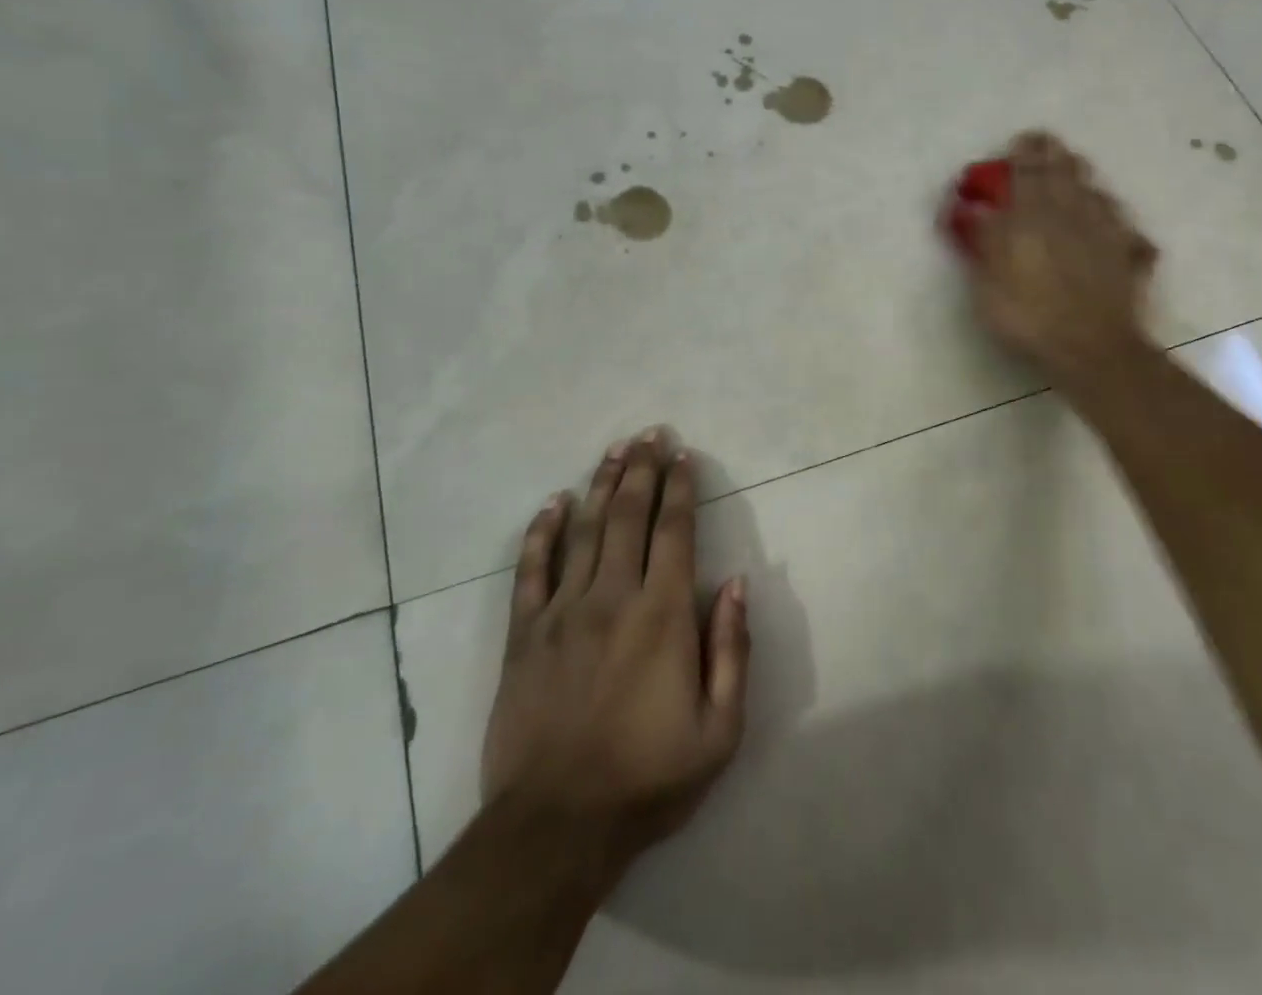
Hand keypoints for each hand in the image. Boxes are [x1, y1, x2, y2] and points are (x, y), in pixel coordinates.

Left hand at [482, 431, 748, 892]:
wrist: (556, 828)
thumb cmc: (648, 778)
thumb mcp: (720, 729)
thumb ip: (731, 649)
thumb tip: (736, 584)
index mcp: (662, 615)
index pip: (674, 531)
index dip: (680, 487)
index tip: (684, 454)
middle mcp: (613, 597)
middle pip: (628, 515)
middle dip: (641, 469)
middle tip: (649, 433)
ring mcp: (562, 611)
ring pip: (584, 530)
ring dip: (600, 485)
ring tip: (614, 450)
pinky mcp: (524, 634)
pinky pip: (531, 569)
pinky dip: (542, 531)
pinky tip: (553, 503)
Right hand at [960, 131, 1159, 392]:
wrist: (1091, 347)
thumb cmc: (1028, 316)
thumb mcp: (987, 283)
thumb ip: (983, 241)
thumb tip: (974, 210)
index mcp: (1032, 215)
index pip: (1027, 170)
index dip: (1024, 152)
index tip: (1019, 141)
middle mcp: (1071, 212)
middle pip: (1065, 170)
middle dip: (1053, 155)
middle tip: (1044, 148)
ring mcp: (1105, 229)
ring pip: (1094, 189)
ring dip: (1079, 178)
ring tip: (1070, 174)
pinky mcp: (1128, 251)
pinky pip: (1118, 220)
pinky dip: (1107, 212)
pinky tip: (1104, 217)